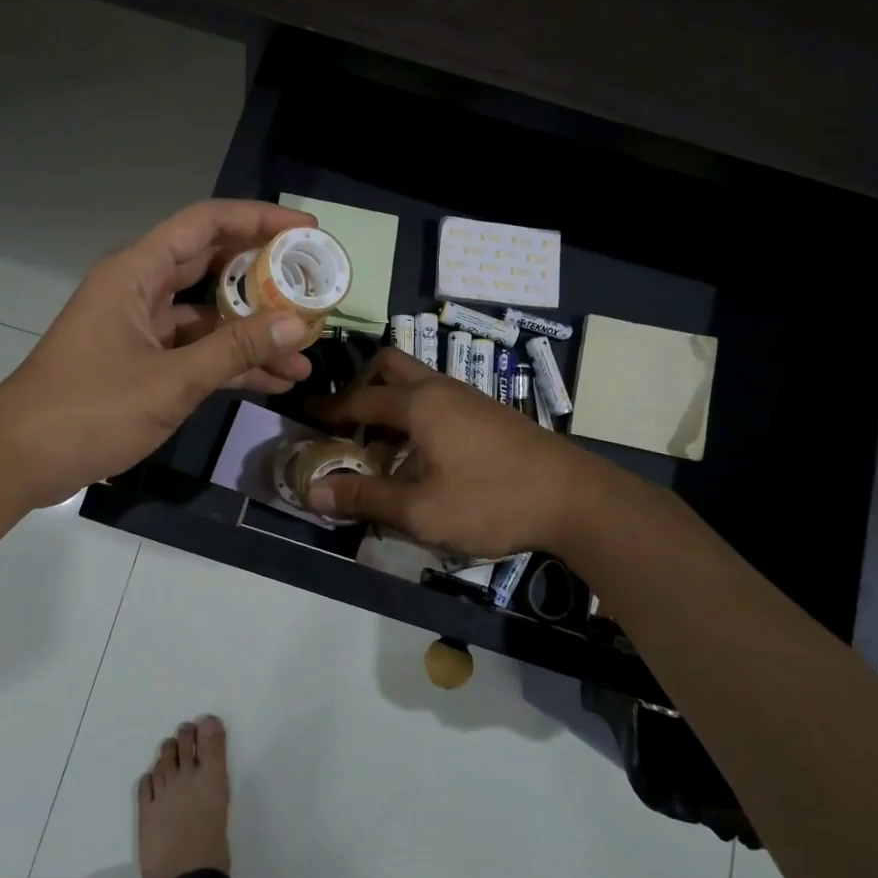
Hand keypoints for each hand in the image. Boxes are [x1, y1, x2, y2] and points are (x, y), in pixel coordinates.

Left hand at [0, 201, 319, 507]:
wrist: (19, 460)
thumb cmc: (89, 409)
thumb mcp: (171, 380)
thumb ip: (236, 350)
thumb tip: (299, 324)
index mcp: (137, 273)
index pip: (206, 224)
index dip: (258, 219)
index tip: (306, 228)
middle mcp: (140, 290)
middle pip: (212, 267)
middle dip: (265, 278)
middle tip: (315, 286)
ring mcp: (141, 329)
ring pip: (209, 316)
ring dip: (253, 332)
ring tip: (306, 351)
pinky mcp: (142, 363)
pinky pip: (196, 351)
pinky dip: (230, 363)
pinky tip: (274, 380)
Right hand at [300, 348, 602, 556]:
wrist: (576, 499)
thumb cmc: (492, 500)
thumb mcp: (420, 511)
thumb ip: (364, 499)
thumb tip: (311, 493)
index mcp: (419, 404)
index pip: (358, 398)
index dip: (326, 410)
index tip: (300, 416)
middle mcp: (441, 388)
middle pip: (389, 367)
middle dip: (360, 387)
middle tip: (347, 424)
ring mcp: (470, 397)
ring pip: (417, 382)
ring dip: (390, 403)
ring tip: (380, 445)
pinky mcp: (490, 413)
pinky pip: (438, 399)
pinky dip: (416, 414)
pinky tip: (422, 456)